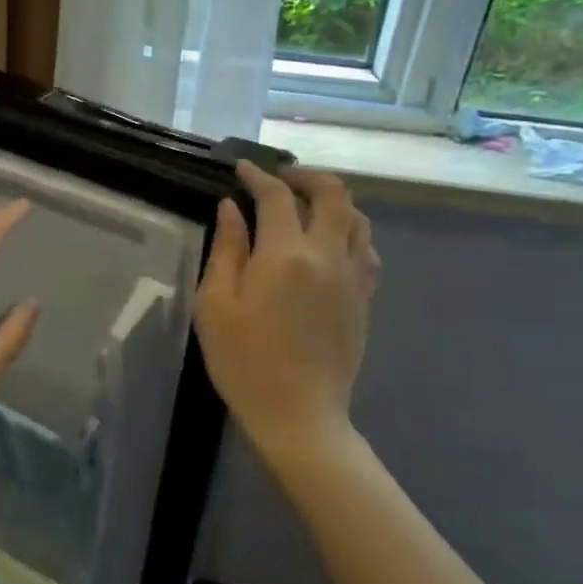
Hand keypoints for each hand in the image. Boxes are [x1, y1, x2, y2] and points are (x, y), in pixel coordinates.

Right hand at [195, 162, 380, 465]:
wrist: (298, 414)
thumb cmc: (244, 360)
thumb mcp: (215, 304)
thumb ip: (226, 249)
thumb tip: (232, 208)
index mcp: (286, 255)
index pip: (277, 197)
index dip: (258, 176)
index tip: (241, 169)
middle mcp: (328, 256)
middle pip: (333, 194)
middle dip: (305, 176)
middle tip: (279, 179)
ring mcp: (353, 277)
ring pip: (358, 218)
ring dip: (332, 201)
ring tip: (305, 205)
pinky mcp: (365, 298)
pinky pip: (367, 249)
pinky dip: (349, 231)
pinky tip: (329, 242)